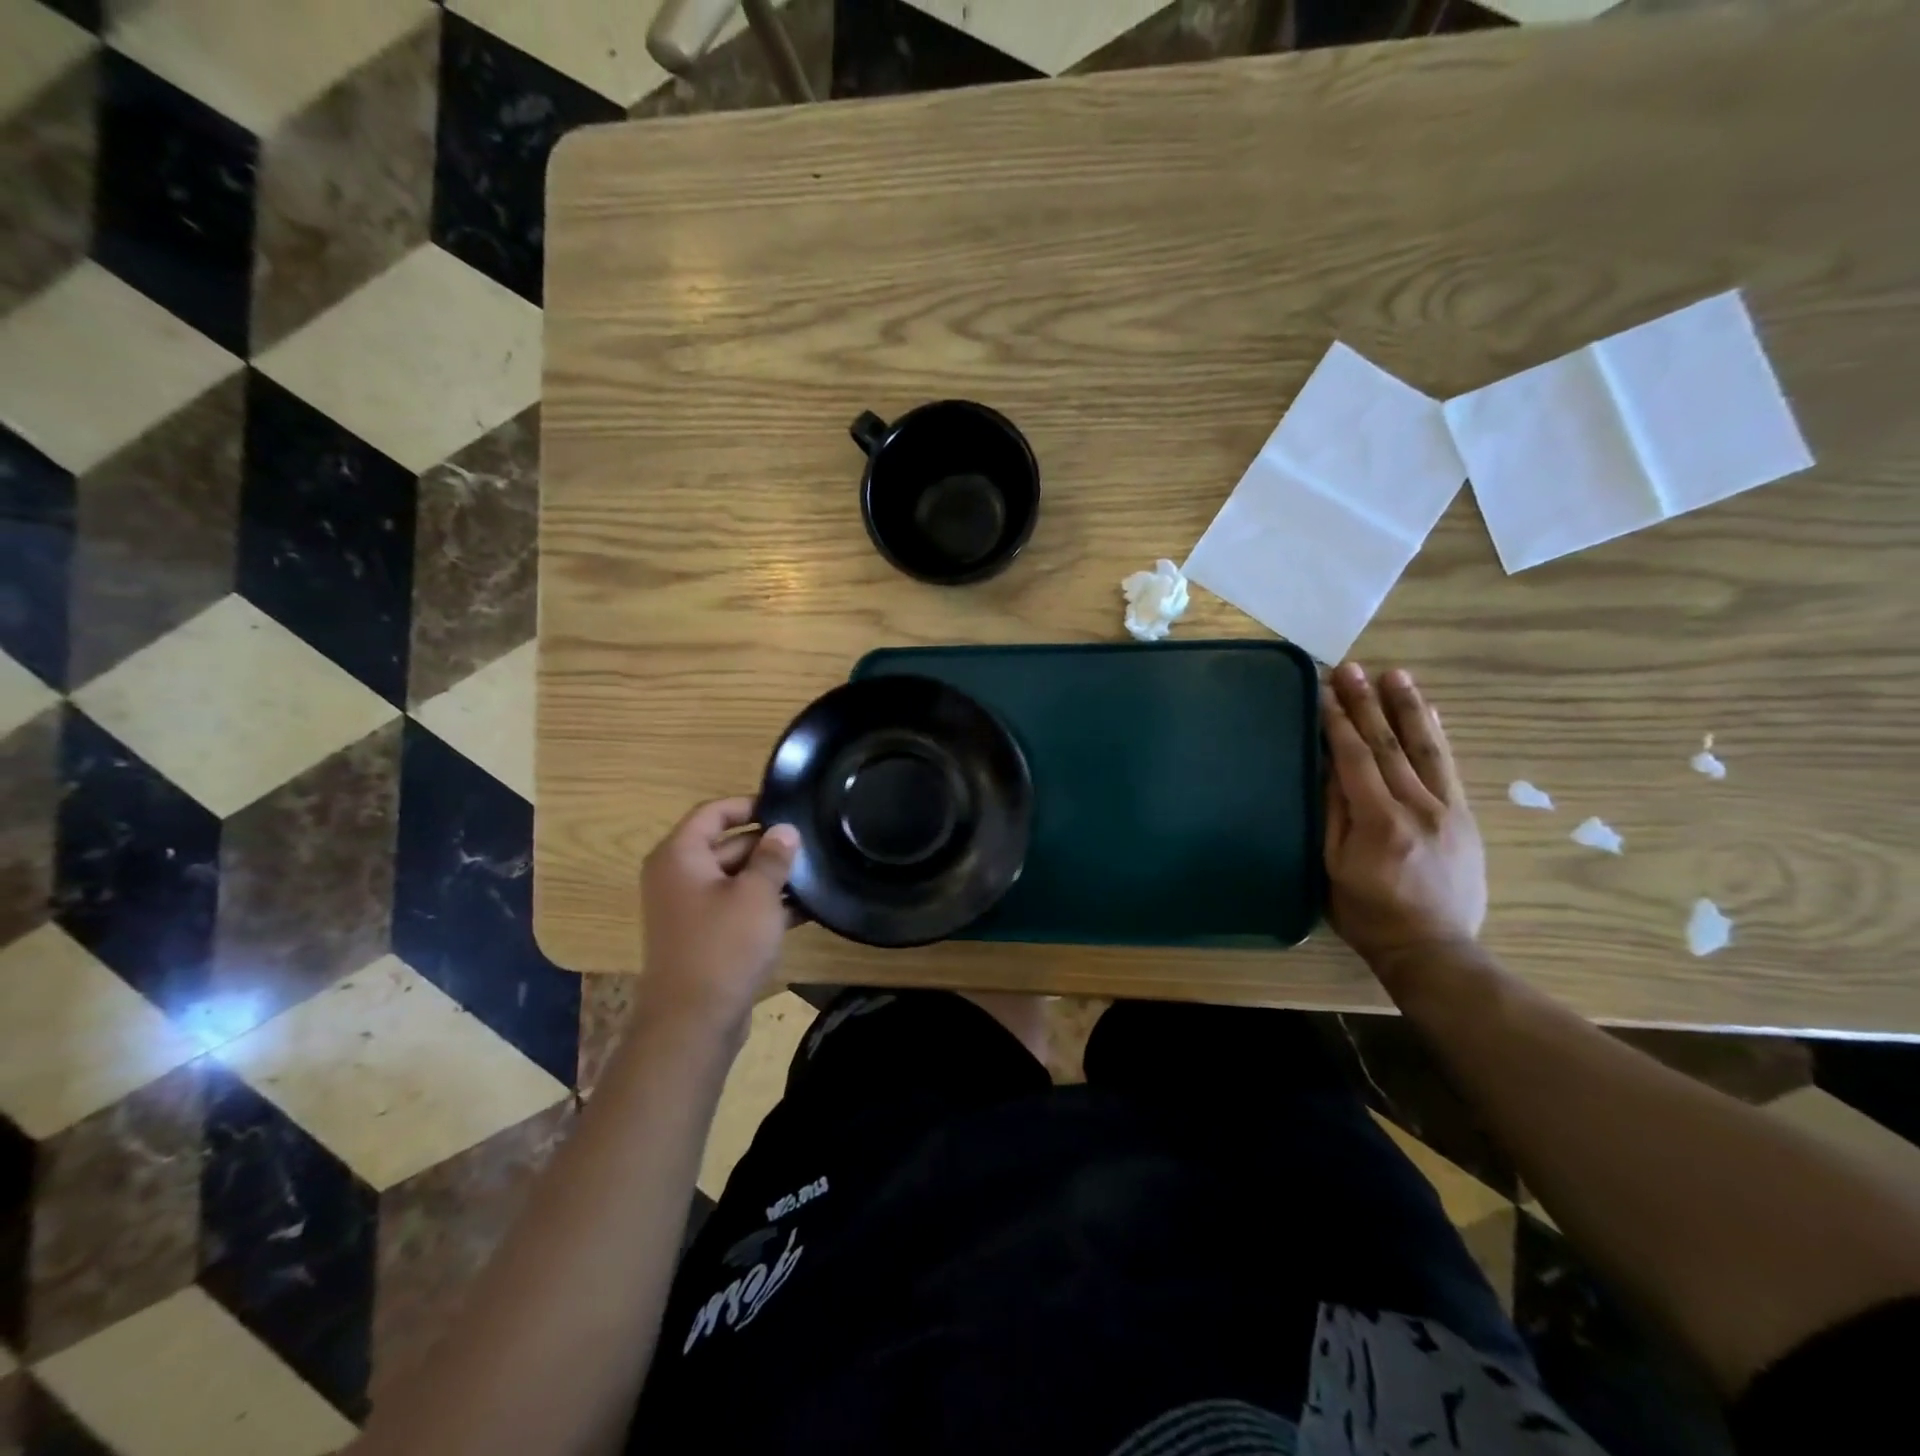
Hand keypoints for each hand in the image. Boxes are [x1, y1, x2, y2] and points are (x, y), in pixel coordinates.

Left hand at [640, 798, 799, 1035]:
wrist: (693, 1022)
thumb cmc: (724, 945)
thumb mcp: (757, 894)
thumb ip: (773, 856)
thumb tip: (784, 830)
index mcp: (679, 856)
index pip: (714, 812)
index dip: (750, 805)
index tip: (787, 807)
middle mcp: (677, 876)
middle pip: (726, 844)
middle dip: (767, 844)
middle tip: (810, 843)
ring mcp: (688, 909)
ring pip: (734, 878)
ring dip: (769, 877)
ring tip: (813, 874)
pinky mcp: (703, 936)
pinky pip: (735, 907)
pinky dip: (763, 905)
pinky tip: (804, 909)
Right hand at [1322, 663, 1485, 982]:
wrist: (1434, 949)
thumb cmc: (1369, 914)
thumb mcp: (1334, 869)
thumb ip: (1333, 816)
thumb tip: (1327, 768)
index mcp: (1379, 821)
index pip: (1355, 759)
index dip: (1337, 722)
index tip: (1323, 690)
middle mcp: (1418, 806)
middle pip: (1389, 745)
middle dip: (1367, 703)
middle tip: (1350, 668)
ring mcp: (1447, 810)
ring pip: (1425, 748)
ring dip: (1407, 708)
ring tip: (1394, 675)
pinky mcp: (1463, 817)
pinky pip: (1450, 767)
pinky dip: (1437, 736)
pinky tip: (1430, 714)